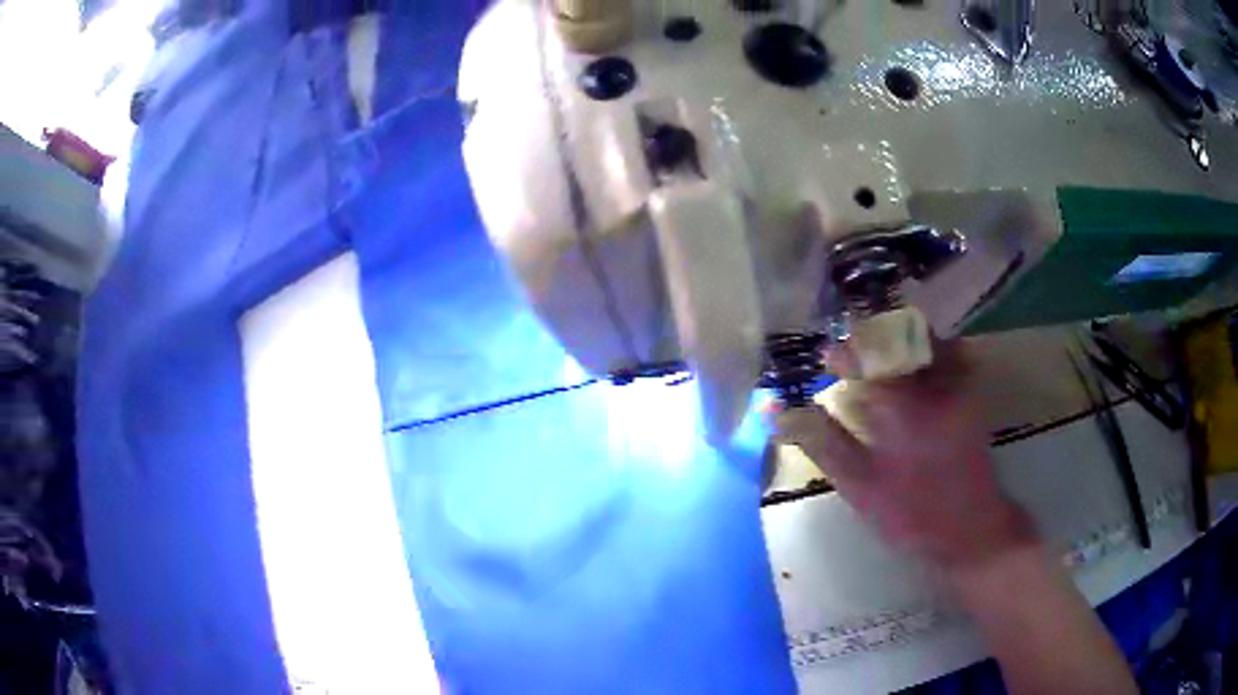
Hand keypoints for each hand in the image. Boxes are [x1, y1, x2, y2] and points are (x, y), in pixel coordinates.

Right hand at [775, 341, 1036, 574]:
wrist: (972, 530)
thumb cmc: (912, 513)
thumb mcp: (859, 485)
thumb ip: (821, 442)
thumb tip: (780, 411)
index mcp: (902, 403)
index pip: (866, 354)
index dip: (844, 353)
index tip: (827, 360)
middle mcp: (933, 382)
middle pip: (898, 336)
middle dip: (871, 342)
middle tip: (854, 362)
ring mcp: (959, 385)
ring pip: (925, 341)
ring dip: (899, 345)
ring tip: (881, 367)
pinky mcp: (973, 394)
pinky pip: (949, 355)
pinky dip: (928, 355)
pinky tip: (915, 378)